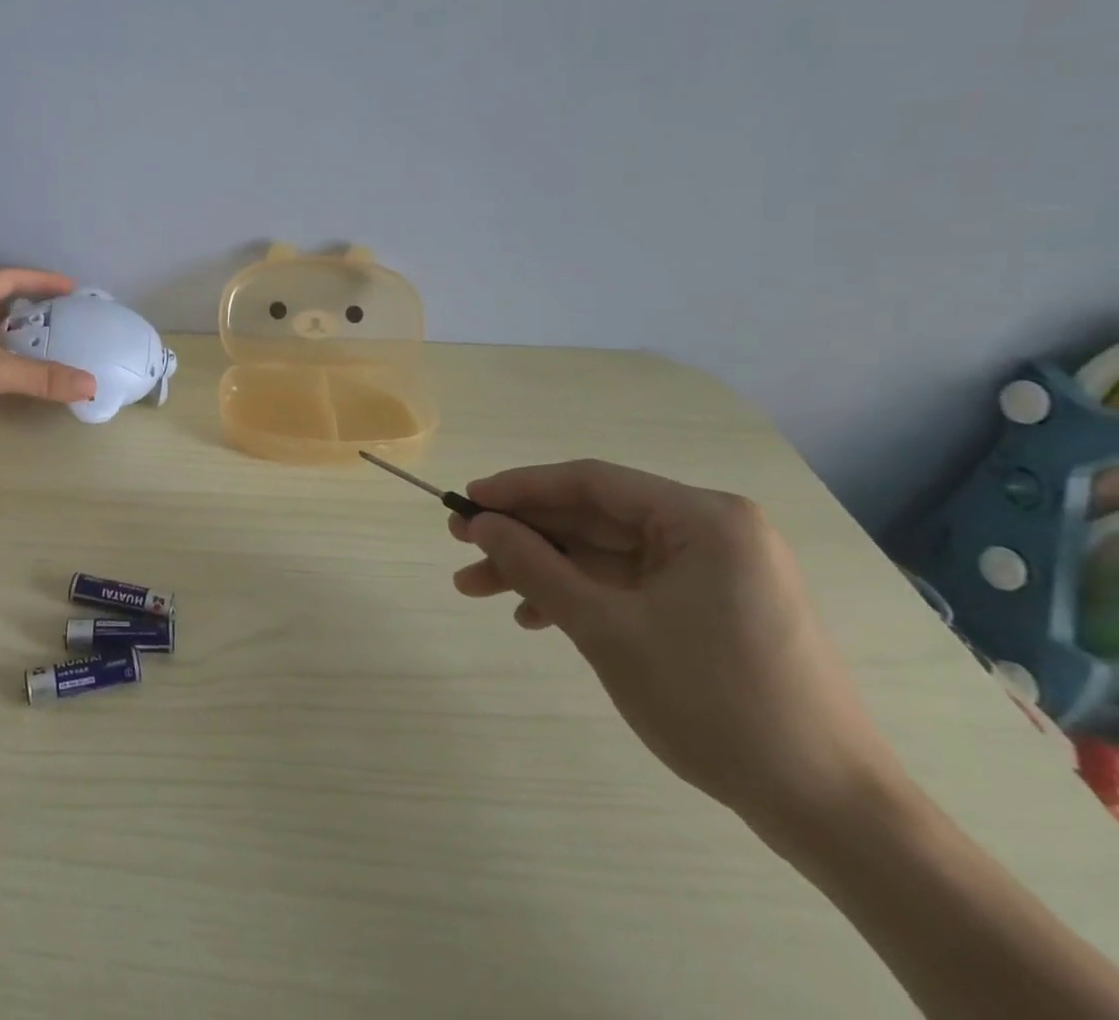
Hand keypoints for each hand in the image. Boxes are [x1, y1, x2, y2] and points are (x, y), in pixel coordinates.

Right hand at [449, 459, 899, 833]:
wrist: (831, 811)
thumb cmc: (715, 703)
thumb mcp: (606, 629)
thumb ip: (535, 566)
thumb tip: (480, 523)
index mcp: (702, 518)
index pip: (590, 482)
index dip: (519, 488)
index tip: (464, 501)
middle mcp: (712, 531)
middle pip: (594, 518)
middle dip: (525, 536)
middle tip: (462, 547)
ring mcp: (716, 571)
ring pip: (605, 554)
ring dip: (544, 570)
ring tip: (479, 588)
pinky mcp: (713, 607)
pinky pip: (630, 584)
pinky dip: (581, 596)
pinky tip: (535, 617)